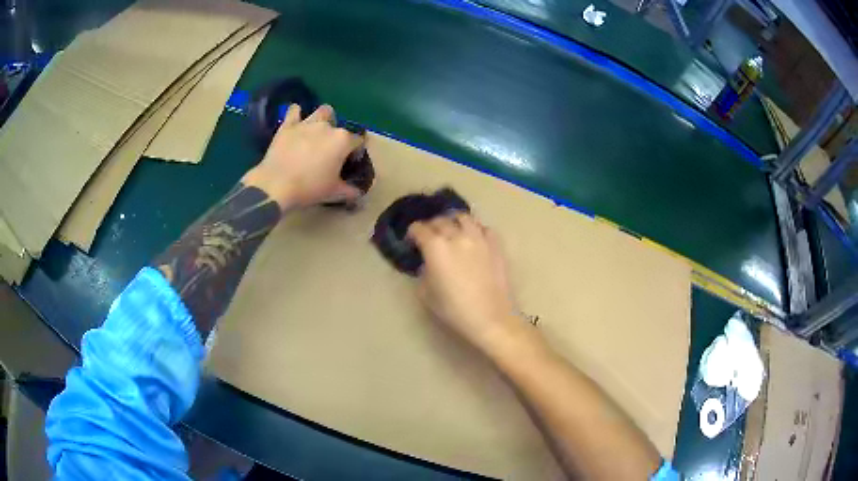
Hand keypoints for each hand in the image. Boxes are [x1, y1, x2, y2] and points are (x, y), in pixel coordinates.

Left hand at [242, 104, 366, 209]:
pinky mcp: (288, 126)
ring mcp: (307, 124)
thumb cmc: (310, 188)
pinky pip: (294, 111)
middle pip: (339, 124)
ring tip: (317, 130)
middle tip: (330, 148)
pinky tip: (296, 119)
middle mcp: (327, 127)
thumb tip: (358, 193)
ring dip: (323, 118)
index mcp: (342, 141)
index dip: (356, 151)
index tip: (350, 162)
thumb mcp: (333, 192)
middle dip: (337, 133)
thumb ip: (349, 190)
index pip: (358, 141)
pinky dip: (296, 113)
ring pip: (322, 111)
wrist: (277, 185)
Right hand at [408, 213, 522, 351]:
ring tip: (453, 230)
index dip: (412, 233)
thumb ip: (423, 274)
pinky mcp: (496, 245)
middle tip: (430, 237)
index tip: (411, 242)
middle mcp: (457, 236)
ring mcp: (479, 238)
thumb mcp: (426, 295)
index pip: (419, 229)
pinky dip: (476, 229)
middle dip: (431, 226)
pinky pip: (484, 228)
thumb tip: (427, 265)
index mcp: (435, 247)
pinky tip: (474, 239)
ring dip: (454, 221)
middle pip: (440, 220)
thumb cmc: (455, 310)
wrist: (491, 318)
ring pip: (463, 217)